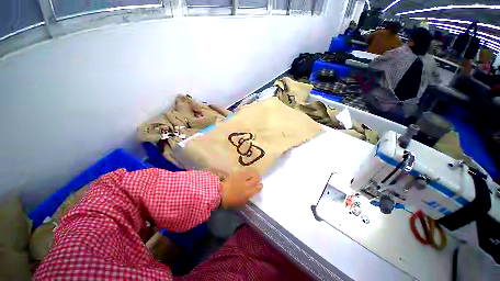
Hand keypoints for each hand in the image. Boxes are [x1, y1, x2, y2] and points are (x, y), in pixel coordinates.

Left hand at [220, 169, 262, 207]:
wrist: (219, 193)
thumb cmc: (229, 201)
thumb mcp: (239, 203)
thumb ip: (246, 199)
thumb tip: (249, 195)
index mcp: (248, 193)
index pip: (257, 188)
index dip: (260, 186)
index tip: (260, 185)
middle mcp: (247, 184)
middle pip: (256, 179)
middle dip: (258, 178)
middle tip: (258, 178)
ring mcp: (242, 178)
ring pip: (251, 173)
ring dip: (253, 173)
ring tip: (253, 173)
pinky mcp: (237, 174)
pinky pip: (244, 171)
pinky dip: (246, 172)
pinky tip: (246, 172)